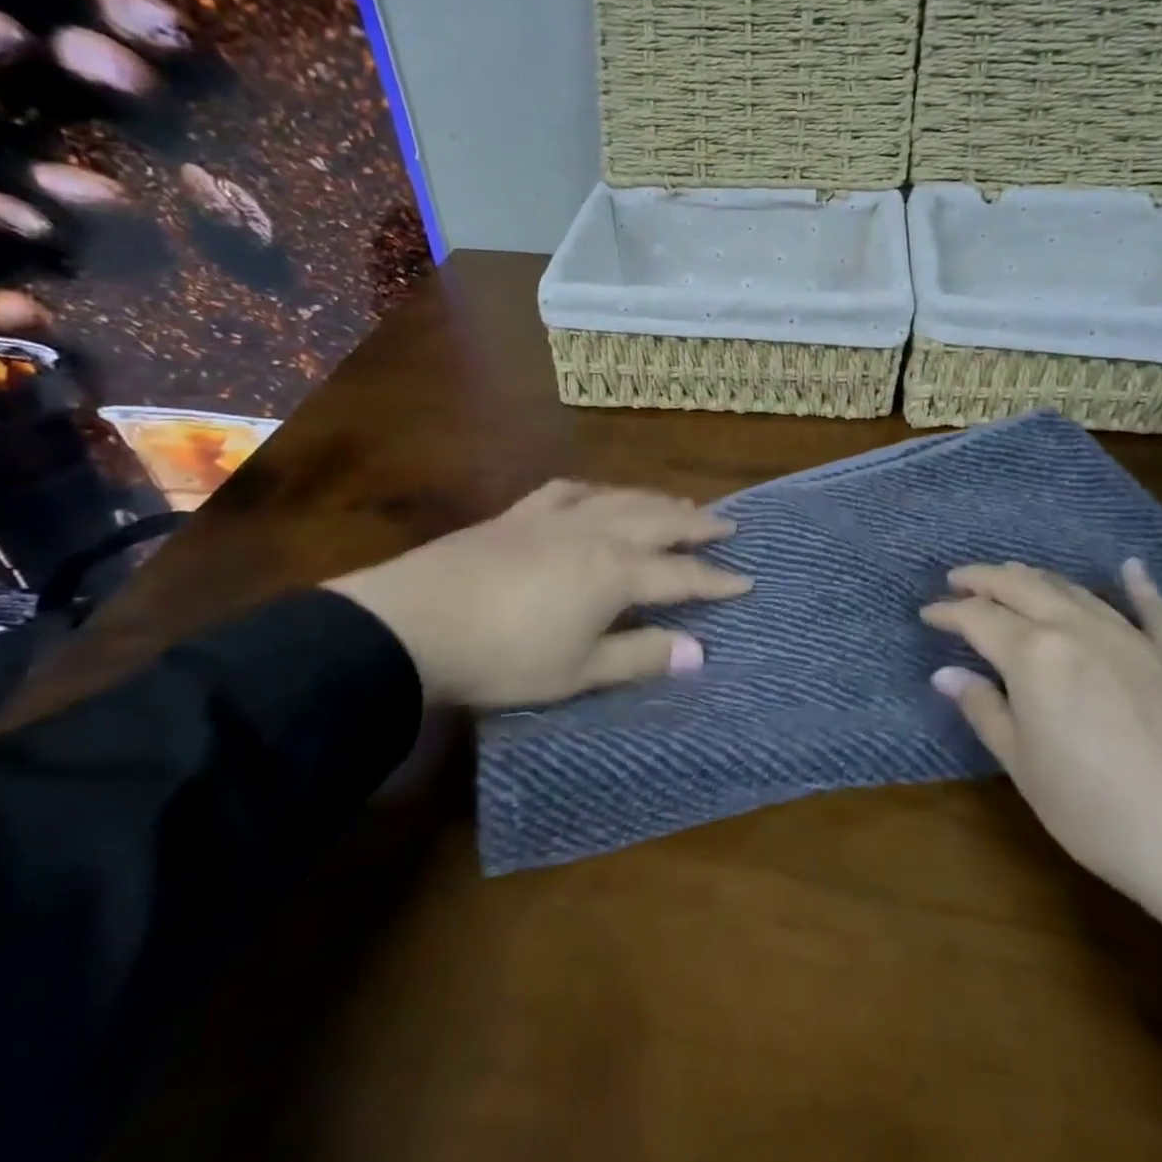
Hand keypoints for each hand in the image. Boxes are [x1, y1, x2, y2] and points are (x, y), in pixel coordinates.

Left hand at [324, 481, 750, 710]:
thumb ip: (640, 656)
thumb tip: (699, 652)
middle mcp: (595, 533)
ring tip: (679, 503)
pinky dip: (596, 490)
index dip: (716, 581)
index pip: (681, 575)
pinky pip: (569, 491)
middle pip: (659, 522)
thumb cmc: (503, 657)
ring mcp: (555, 517)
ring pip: (620, 499)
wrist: (414, 623)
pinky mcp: (519, 513)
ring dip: (656, 501)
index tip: (747, 581)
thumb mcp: (577, 670)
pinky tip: (599, 493)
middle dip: (697, 525)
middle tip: (727, 523)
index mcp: (615, 572)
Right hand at [922, 560, 1161, 999]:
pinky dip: (1139, 585)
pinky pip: (1155, 610)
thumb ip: (985, 711)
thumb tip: (946, 674)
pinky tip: (1131, 567)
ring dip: (1038, 578)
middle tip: (959, 579)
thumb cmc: (1103, 814)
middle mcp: (1079, 629)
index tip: (927, 613)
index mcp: (1034, 654)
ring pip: (1076, 591)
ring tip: (1014, 573)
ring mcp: (1134, 638)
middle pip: (1022, 587)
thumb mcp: (1026, 769)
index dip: (948, 612)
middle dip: (985, 579)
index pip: (978, 618)